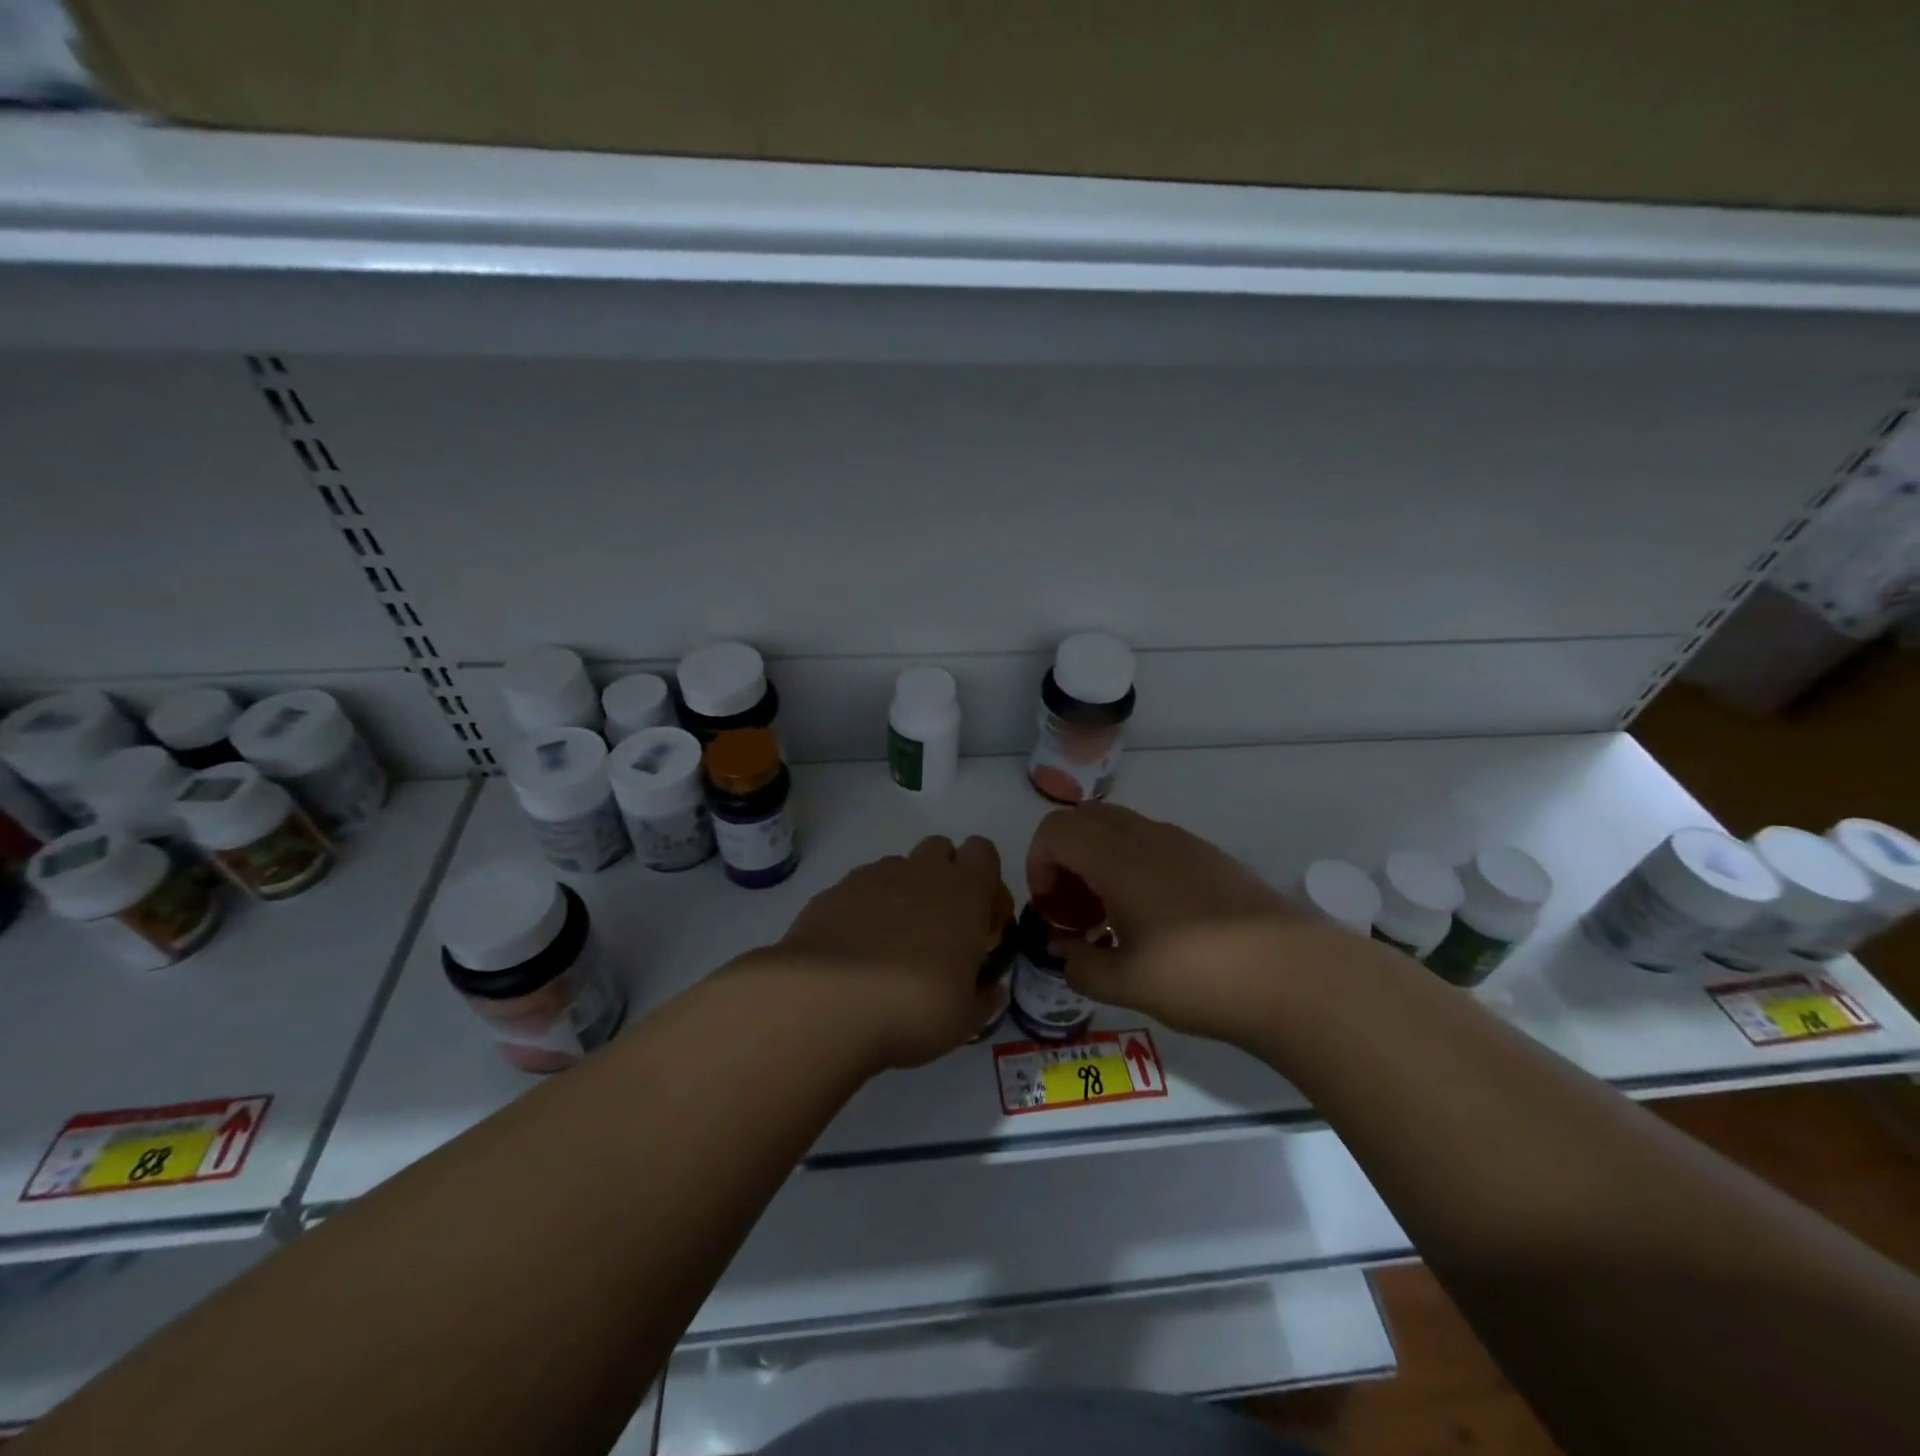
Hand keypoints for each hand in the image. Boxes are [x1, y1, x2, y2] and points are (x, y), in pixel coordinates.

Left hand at [747, 836, 1007, 1071]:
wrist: (825, 1002)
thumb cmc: (913, 1007)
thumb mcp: (964, 1020)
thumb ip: (983, 998)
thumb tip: (991, 990)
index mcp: (963, 892)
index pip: (983, 851)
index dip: (982, 875)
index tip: (977, 911)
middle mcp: (920, 872)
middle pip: (939, 849)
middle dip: (941, 876)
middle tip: (935, 925)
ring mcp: (871, 877)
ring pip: (896, 868)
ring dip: (899, 893)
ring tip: (888, 944)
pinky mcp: (831, 892)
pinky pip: (856, 889)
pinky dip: (860, 910)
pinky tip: (851, 952)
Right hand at [1026, 803, 1324, 1045]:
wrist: (1294, 976)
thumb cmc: (1198, 976)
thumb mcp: (1126, 984)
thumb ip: (1081, 966)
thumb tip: (1063, 953)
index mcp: (1117, 858)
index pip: (1054, 830)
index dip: (1038, 866)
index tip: (1053, 912)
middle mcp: (1146, 836)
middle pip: (1083, 820)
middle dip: (1064, 859)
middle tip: (1075, 911)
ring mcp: (1183, 842)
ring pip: (1119, 828)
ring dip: (1098, 860)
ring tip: (1111, 917)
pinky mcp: (1210, 856)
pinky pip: (1152, 842)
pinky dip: (1132, 864)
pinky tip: (1154, 917)